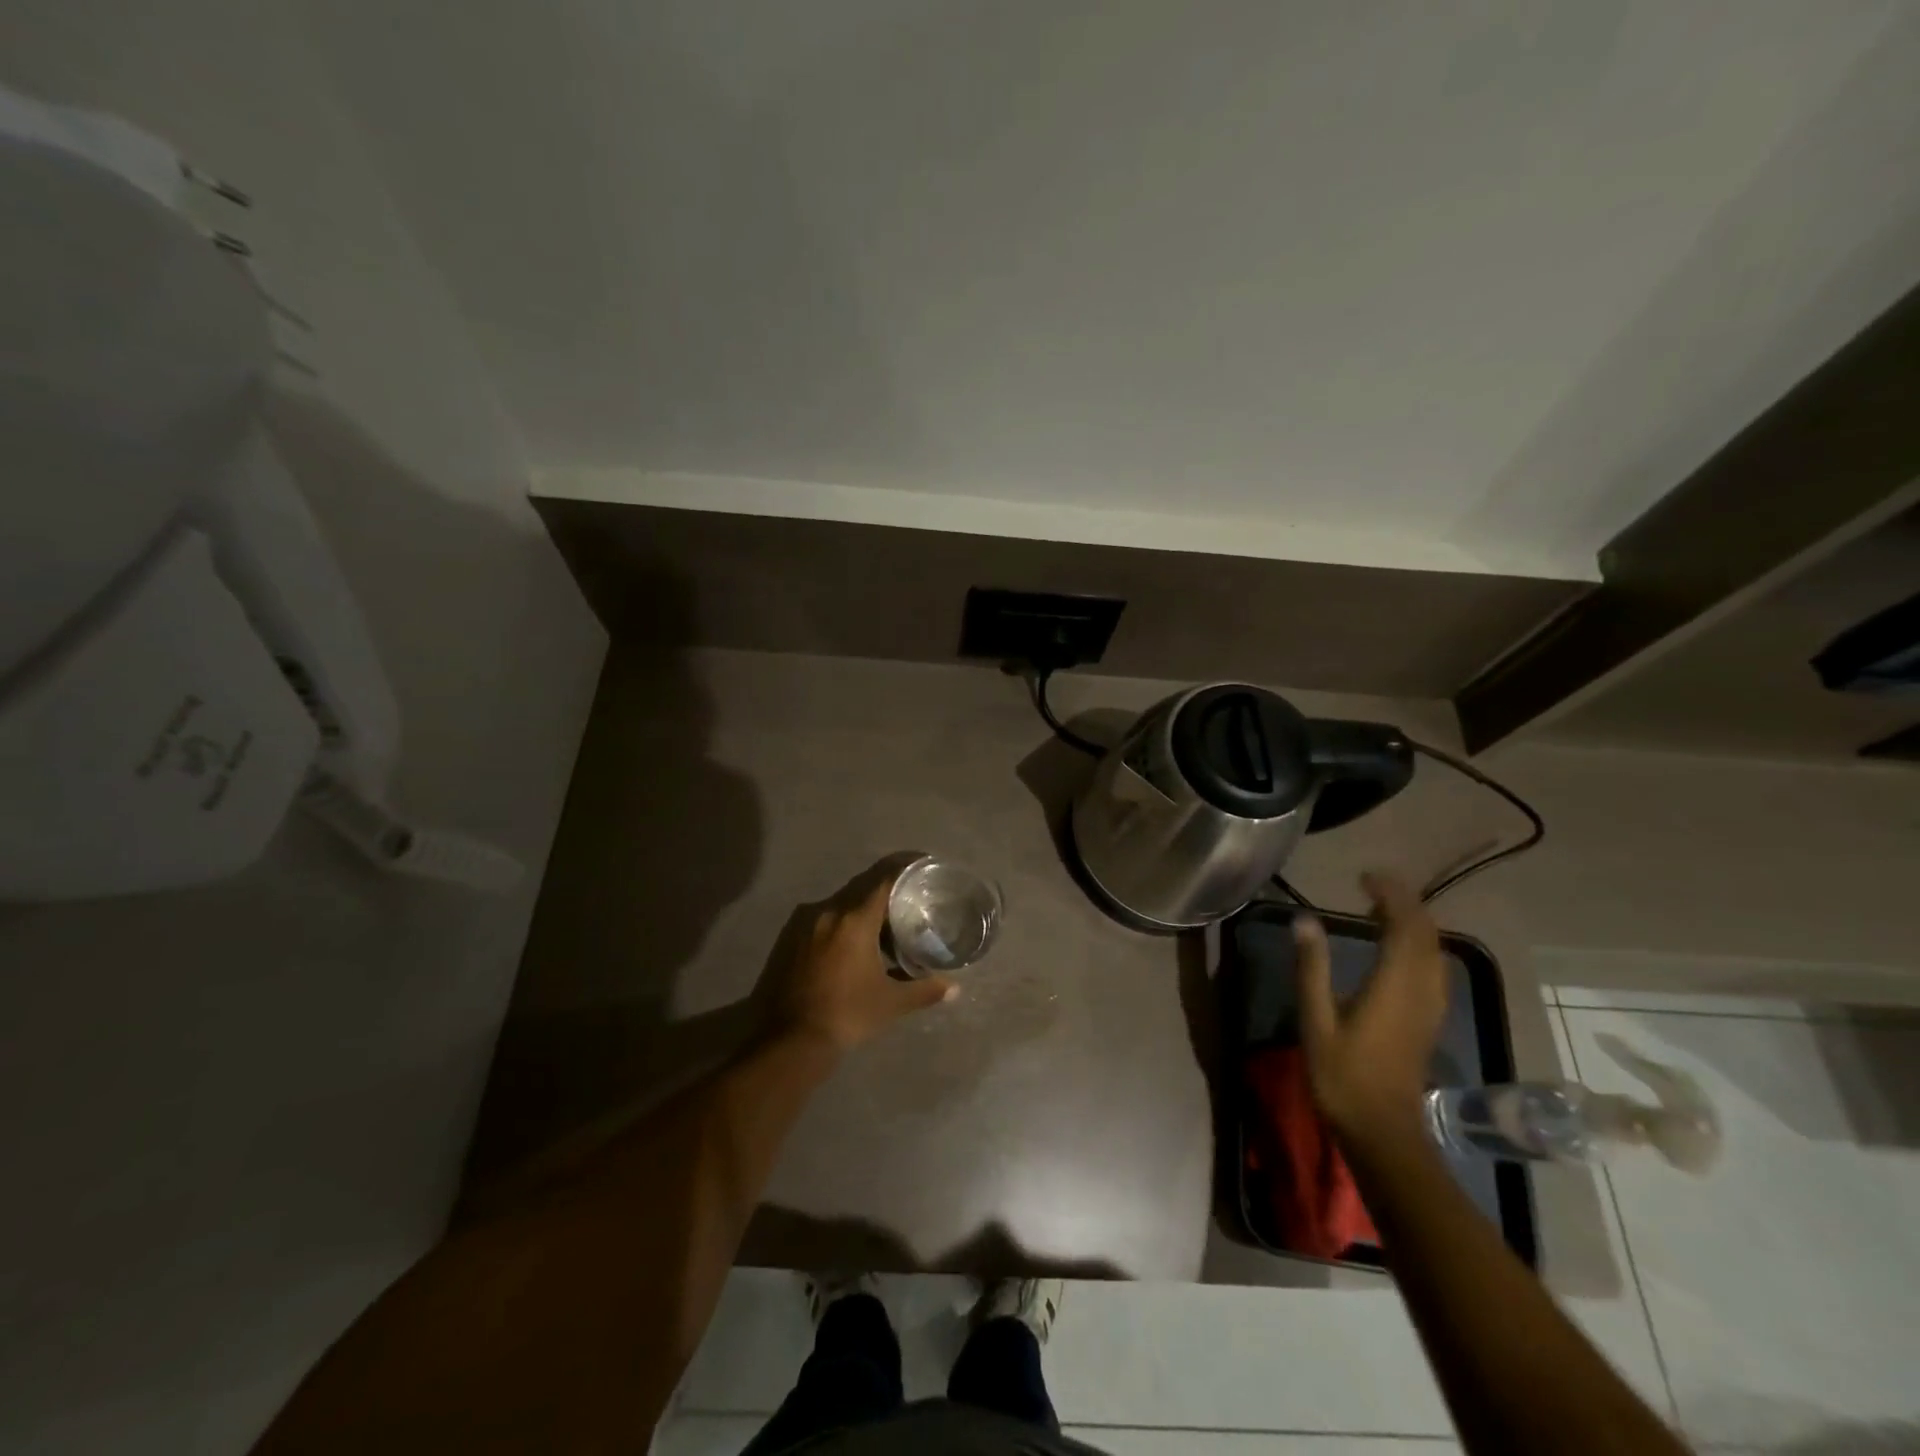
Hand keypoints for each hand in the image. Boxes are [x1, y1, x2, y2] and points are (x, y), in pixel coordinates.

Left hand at [774, 871, 956, 1052]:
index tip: (922, 865)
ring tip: (883, 927)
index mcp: (854, 918)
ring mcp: (803, 923)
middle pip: (862, 888)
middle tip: (908, 901)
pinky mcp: (788, 939)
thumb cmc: (845, 1015)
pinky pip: (822, 919)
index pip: (884, 878)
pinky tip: (852, 945)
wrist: (787, 1041)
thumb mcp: (890, 1003)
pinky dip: (841, 924)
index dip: (905, 867)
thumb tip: (953, 988)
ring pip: (840, 904)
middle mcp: (827, 910)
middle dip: (886, 891)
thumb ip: (923, 990)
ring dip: (862, 910)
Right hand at [1297, 871, 1448, 1144]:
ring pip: (1435, 950)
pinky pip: (1433, 967)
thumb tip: (1304, 920)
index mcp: (1395, 984)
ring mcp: (1431, 1006)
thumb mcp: (1316, 1019)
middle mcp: (1421, 988)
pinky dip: (1418, 945)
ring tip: (1379, 912)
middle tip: (1371, 887)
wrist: (1383, 1131)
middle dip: (1404, 902)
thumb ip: (1311, 967)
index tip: (1365, 877)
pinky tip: (1394, 950)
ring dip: (1414, 922)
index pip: (1406, 924)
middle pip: (1427, 932)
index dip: (1391, 894)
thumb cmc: (1343, 1075)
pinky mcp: (1429, 1019)